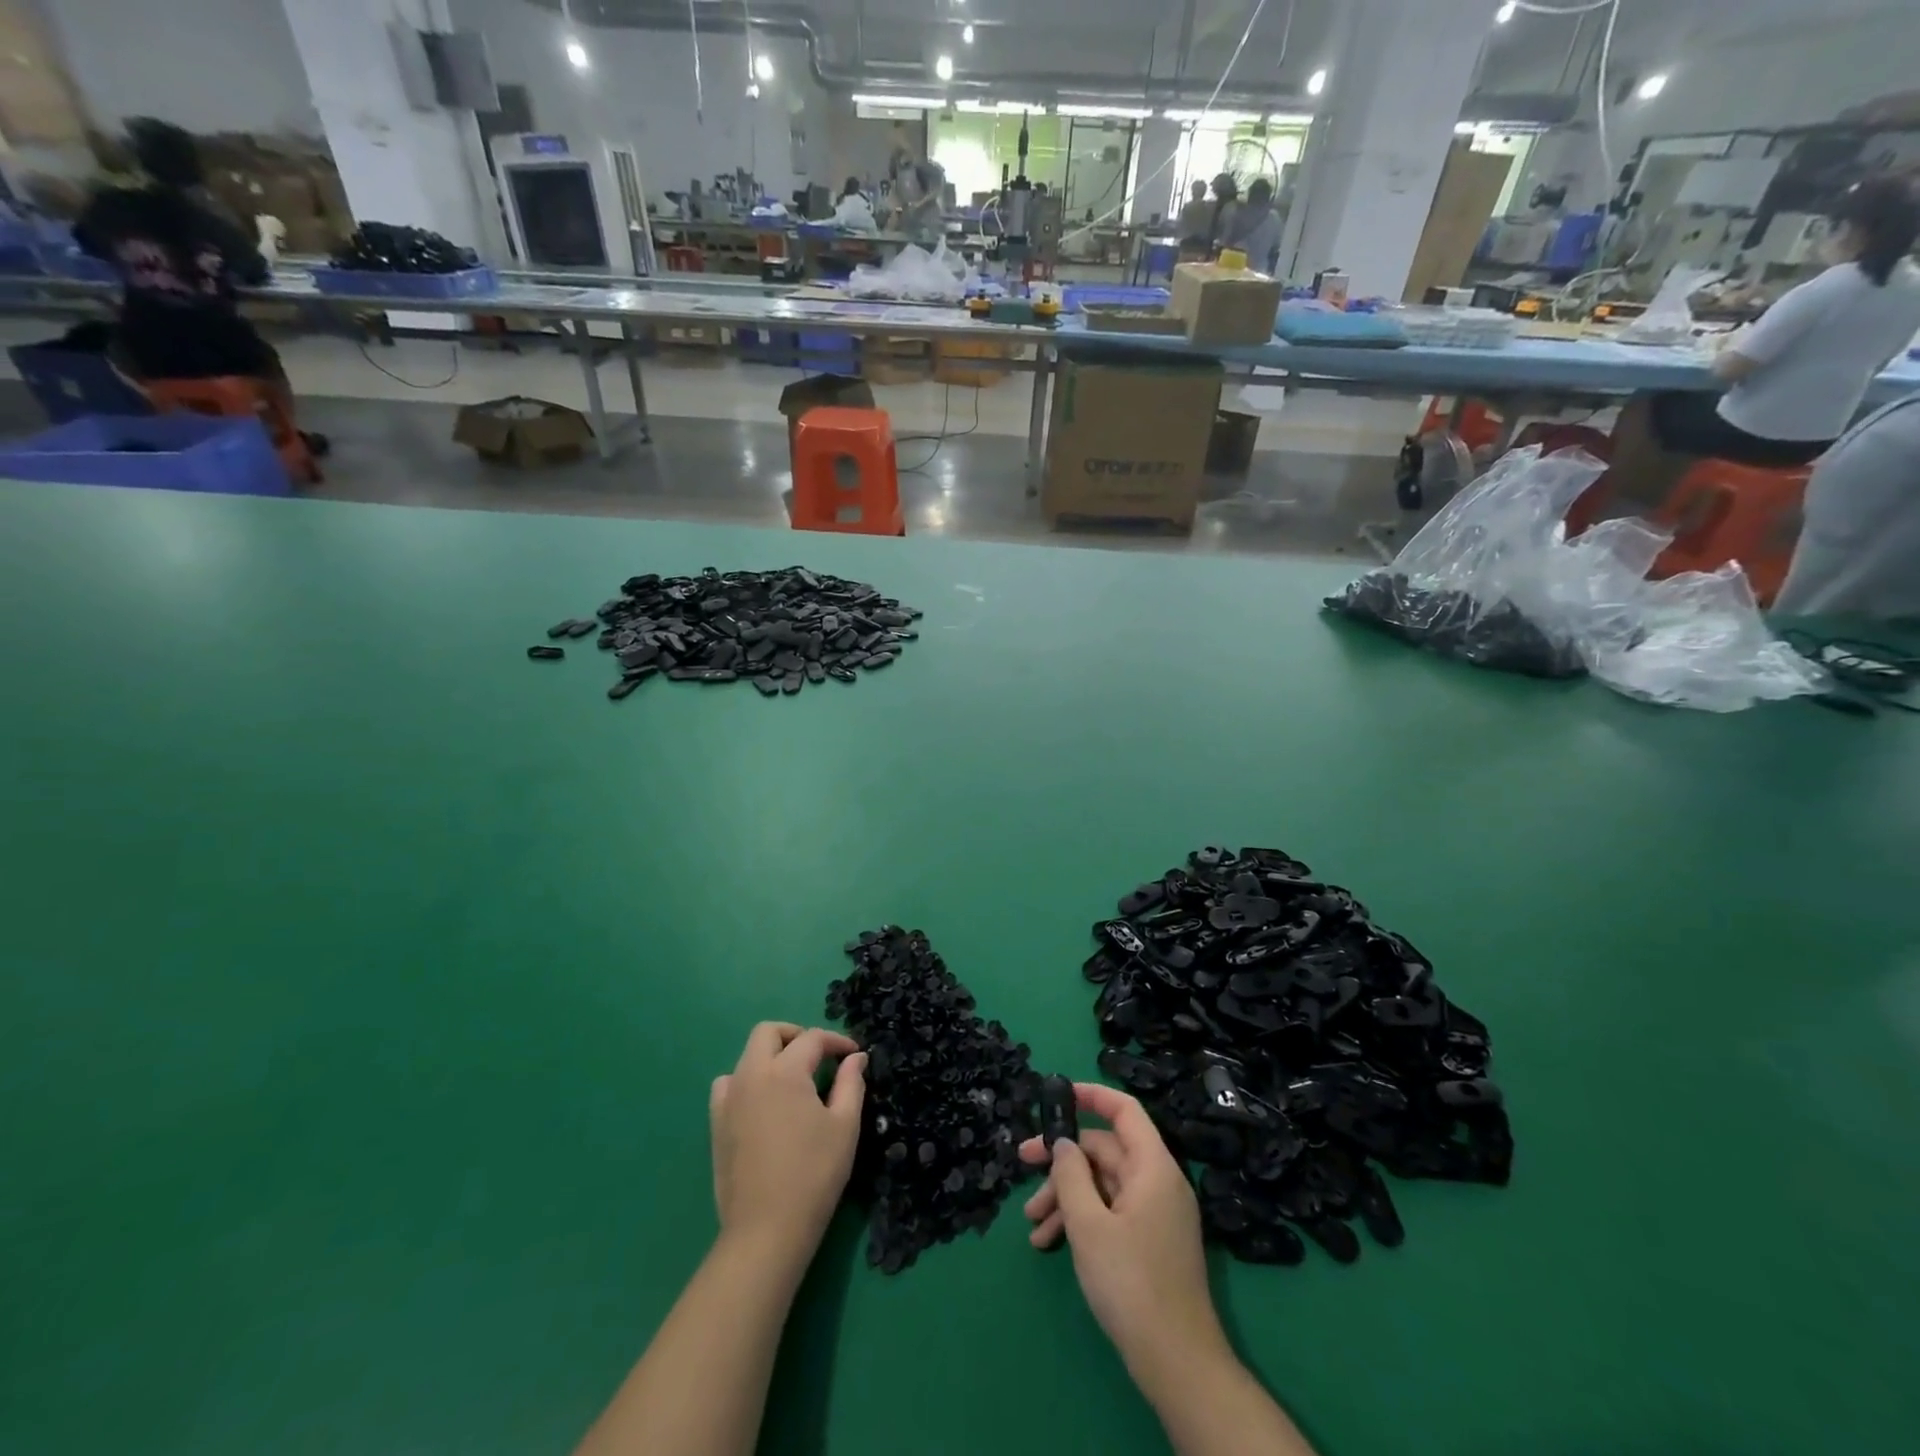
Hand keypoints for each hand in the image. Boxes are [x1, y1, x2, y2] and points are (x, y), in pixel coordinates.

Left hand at [709, 1022, 866, 1274]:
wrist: (766, 1231)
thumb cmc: (814, 1174)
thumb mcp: (844, 1126)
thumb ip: (851, 1084)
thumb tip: (856, 1058)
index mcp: (784, 1072)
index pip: (812, 1039)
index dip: (837, 1041)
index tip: (854, 1055)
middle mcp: (751, 1075)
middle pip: (768, 1032)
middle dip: (796, 1035)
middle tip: (819, 1056)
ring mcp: (729, 1099)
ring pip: (746, 1057)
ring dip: (770, 1057)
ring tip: (793, 1080)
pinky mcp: (716, 1124)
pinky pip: (729, 1085)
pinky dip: (748, 1081)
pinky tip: (765, 1104)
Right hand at [1018, 1083, 1228, 1390]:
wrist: (1178, 1364)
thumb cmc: (1131, 1283)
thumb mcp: (1088, 1225)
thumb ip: (1071, 1175)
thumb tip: (1063, 1144)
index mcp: (1153, 1166)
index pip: (1124, 1110)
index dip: (1092, 1095)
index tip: (1056, 1094)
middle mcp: (1158, 1182)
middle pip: (1105, 1150)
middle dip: (1063, 1160)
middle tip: (1022, 1165)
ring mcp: (1156, 1213)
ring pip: (1103, 1184)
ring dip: (1066, 1195)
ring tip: (1031, 1222)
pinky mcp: (1150, 1242)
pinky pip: (1111, 1212)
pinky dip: (1082, 1219)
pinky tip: (1048, 1242)